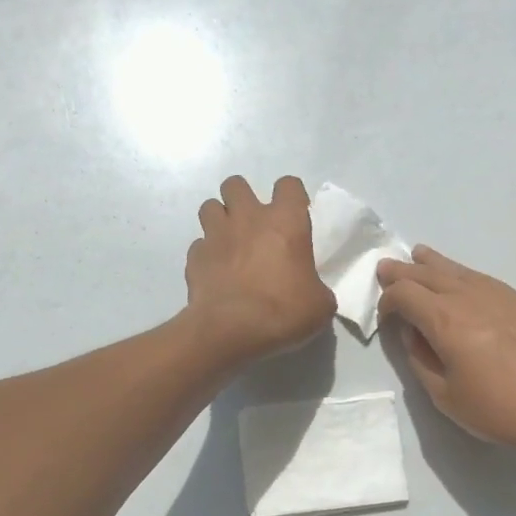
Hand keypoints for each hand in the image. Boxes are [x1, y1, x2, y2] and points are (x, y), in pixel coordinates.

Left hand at [185, 175, 335, 365]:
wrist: (230, 330)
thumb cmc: (282, 312)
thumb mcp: (319, 305)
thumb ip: (316, 288)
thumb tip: (310, 291)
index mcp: (285, 222)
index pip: (289, 185)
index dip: (292, 197)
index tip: (294, 216)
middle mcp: (247, 218)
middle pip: (236, 184)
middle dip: (242, 198)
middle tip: (252, 225)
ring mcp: (216, 235)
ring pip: (210, 206)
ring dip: (219, 219)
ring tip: (229, 242)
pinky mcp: (195, 257)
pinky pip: (199, 245)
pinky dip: (206, 254)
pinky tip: (214, 272)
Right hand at [376, 246, 515, 456]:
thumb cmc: (500, 409)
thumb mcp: (445, 396)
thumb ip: (420, 360)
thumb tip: (412, 334)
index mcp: (444, 320)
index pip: (404, 293)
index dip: (387, 300)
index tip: (385, 317)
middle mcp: (469, 297)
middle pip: (427, 273)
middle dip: (402, 271)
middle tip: (385, 268)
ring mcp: (500, 294)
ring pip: (457, 269)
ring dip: (432, 263)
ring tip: (418, 255)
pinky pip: (482, 278)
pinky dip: (462, 274)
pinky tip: (462, 279)